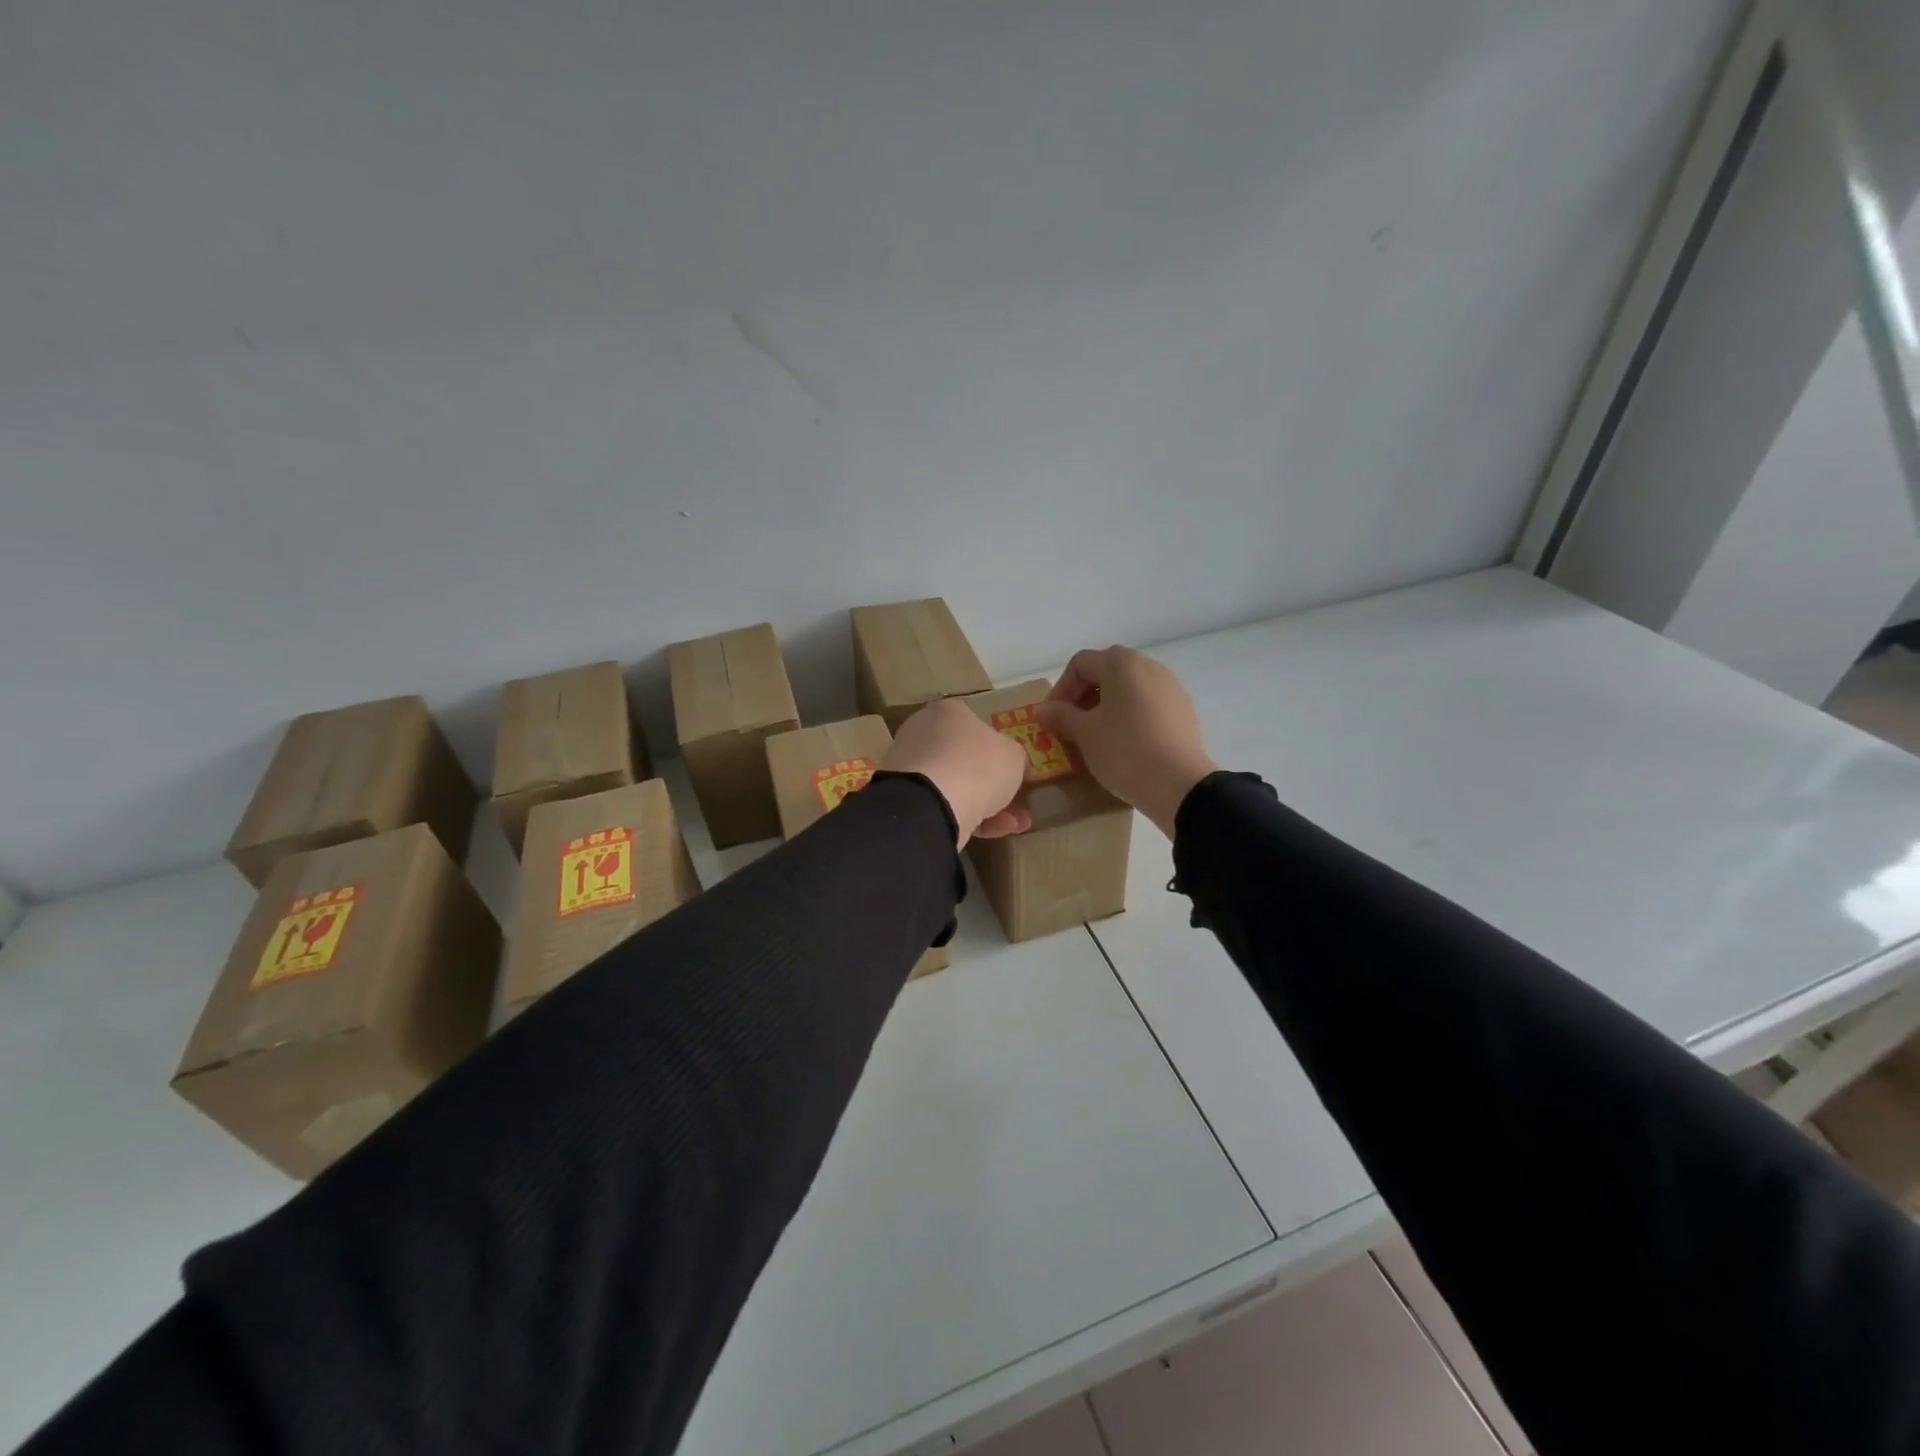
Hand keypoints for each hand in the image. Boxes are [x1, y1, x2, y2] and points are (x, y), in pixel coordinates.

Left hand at [882, 699, 1031, 847]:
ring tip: (1015, 825)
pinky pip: (942, 805)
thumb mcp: (1014, 756)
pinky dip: (968, 818)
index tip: (1015, 772)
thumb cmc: (978, 765)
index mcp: (947, 712)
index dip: (998, 750)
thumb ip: (1014, 758)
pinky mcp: (903, 798)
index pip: (975, 726)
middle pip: (964, 759)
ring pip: (956, 786)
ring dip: (988, 806)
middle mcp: (922, 733)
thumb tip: (1012, 765)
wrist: (932, 803)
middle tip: (1018, 804)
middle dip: (994, 785)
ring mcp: (909, 767)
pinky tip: (993, 832)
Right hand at [1037, 647, 1216, 837]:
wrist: (1179, 785)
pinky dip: (1129, 716)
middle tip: (1071, 725)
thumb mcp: (1084, 733)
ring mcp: (1170, 687)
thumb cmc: (1124, 750)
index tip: (1053, 718)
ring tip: (1096, 736)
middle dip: (1083, 697)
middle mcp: (1149, 666)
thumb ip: (1060, 715)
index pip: (1080, 663)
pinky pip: (1147, 705)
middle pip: (1106, 672)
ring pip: (1128, 689)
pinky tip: (1124, 744)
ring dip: (1106, 707)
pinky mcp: (1183, 710)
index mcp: (1122, 664)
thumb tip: (1043, 710)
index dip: (1060, 688)